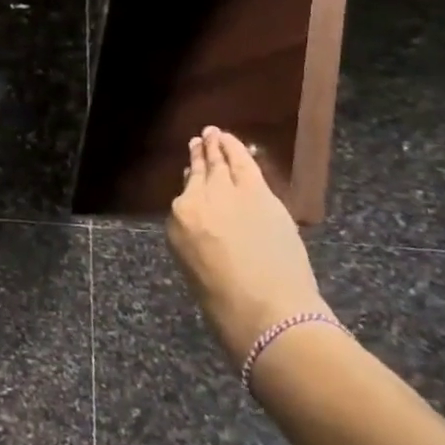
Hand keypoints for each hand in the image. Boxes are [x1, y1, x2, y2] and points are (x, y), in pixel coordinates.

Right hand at [166, 127, 328, 364]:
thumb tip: (201, 215)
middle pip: (201, 172)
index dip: (190, 177)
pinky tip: (235, 142)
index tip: (190, 167)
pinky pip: (246, 164)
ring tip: (215, 133)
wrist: (265, 310)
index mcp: (179, 219)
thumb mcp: (194, 264)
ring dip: (219, 146)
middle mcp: (199, 199)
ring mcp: (230, 193)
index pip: (185, 192)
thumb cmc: (225, 300)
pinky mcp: (260, 194)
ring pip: (222, 163)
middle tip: (201, 139)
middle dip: (202, 154)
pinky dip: (239, 150)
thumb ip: (194, 233)